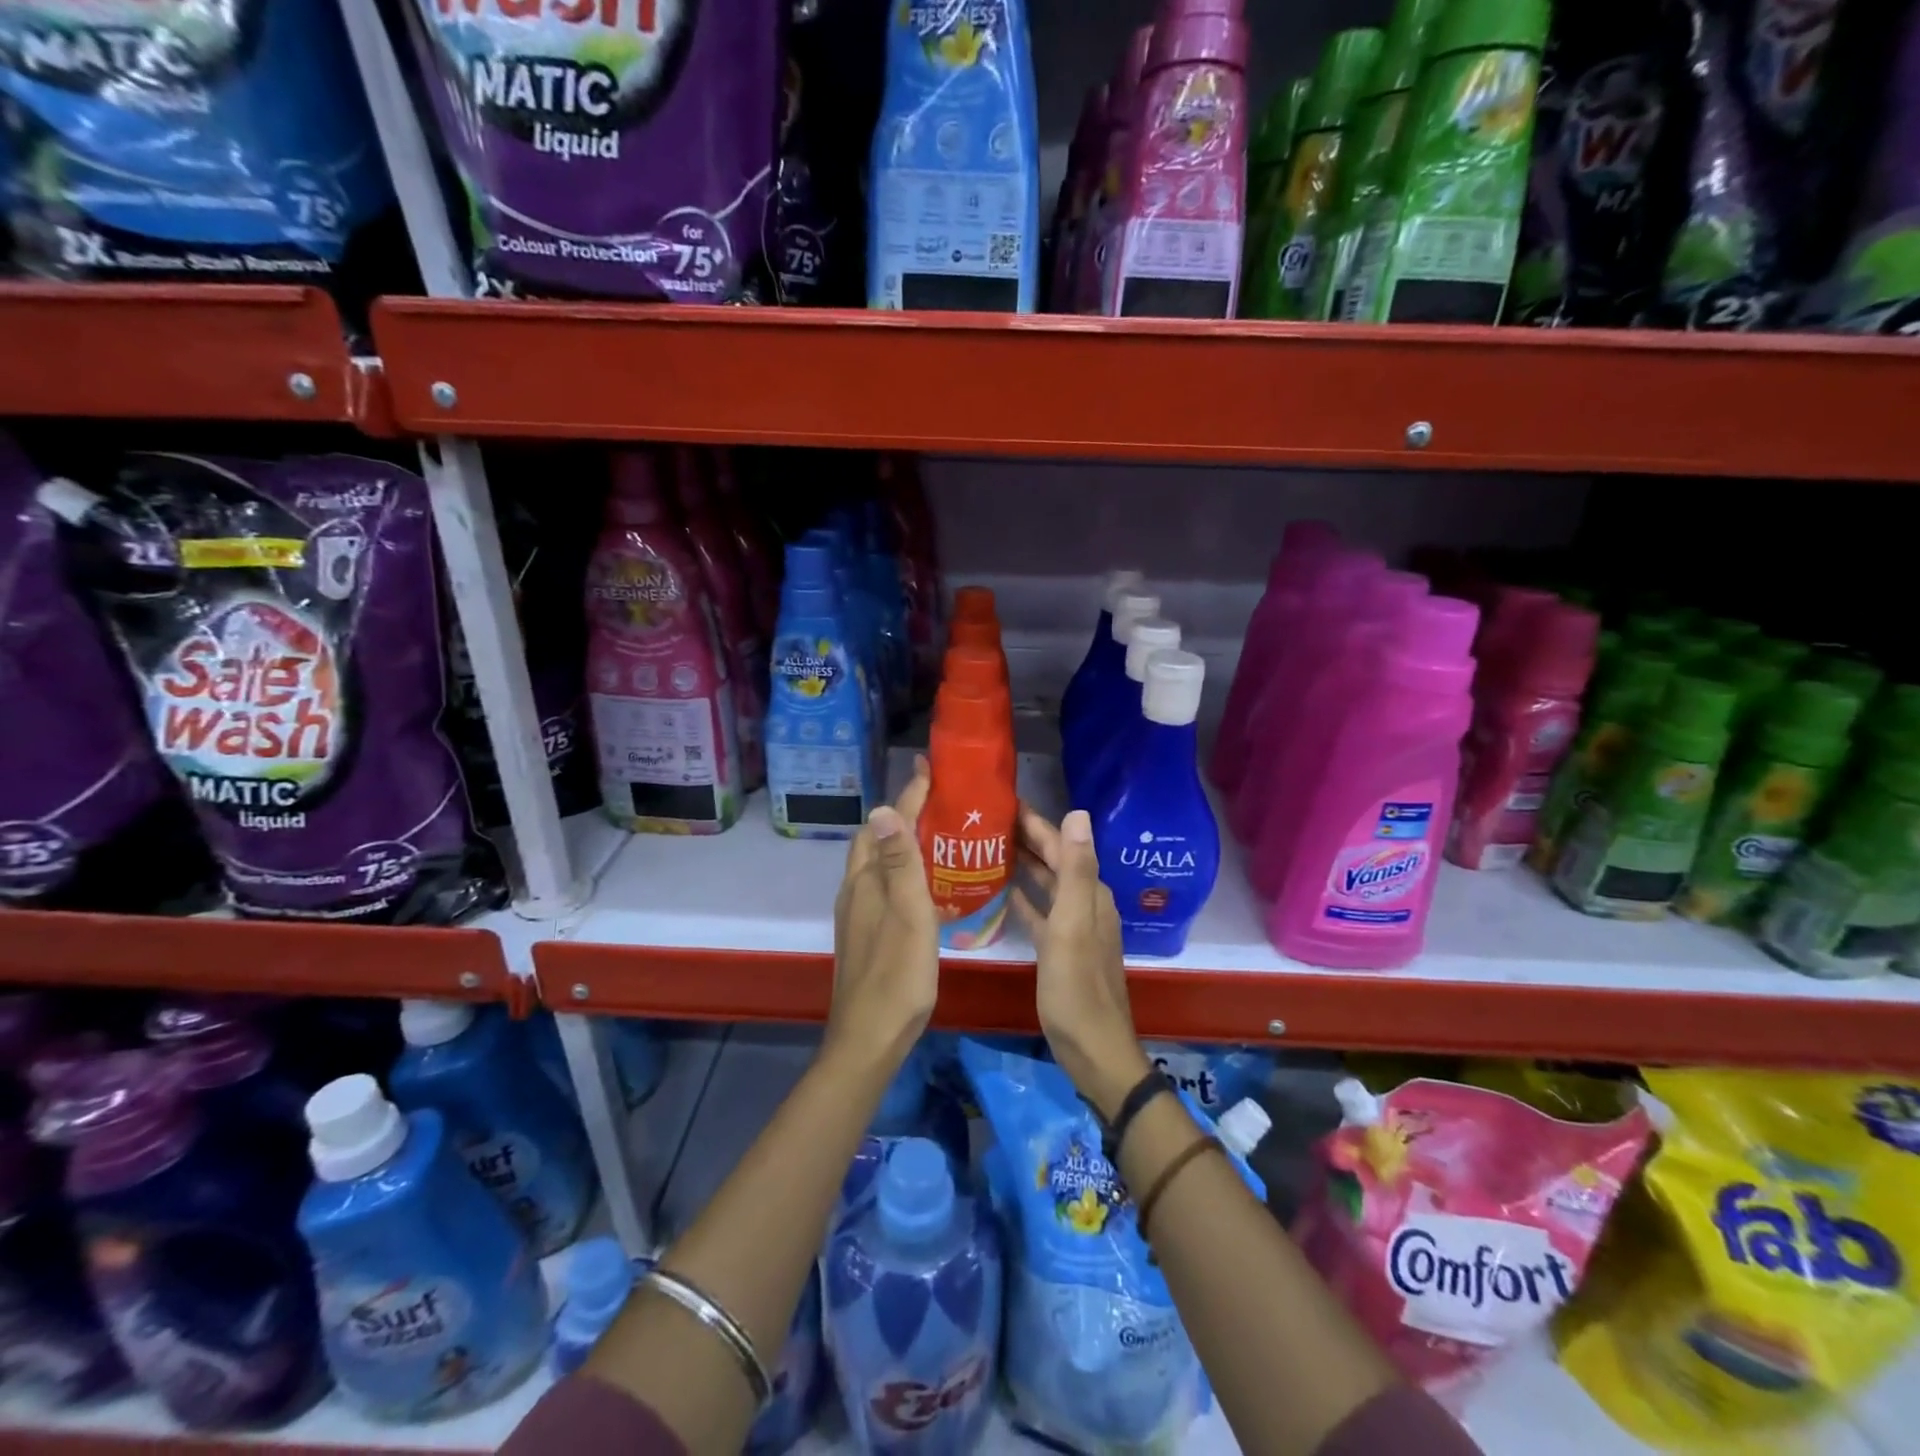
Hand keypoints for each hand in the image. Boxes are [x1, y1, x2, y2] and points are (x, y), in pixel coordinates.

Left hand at [827, 761, 938, 1077]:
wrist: (869, 1037)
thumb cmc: (897, 975)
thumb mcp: (907, 915)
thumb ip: (899, 864)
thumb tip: (883, 809)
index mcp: (866, 882)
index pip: (885, 826)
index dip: (907, 797)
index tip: (929, 771)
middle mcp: (855, 891)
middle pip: (874, 841)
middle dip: (901, 815)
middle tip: (937, 803)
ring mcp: (857, 915)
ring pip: (877, 864)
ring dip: (900, 843)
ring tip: (936, 837)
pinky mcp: (865, 934)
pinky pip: (882, 886)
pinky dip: (901, 871)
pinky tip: (925, 886)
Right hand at [1012, 805, 1149, 1119]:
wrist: (1093, 1050)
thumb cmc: (1077, 989)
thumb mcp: (1073, 926)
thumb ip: (1075, 870)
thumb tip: (1079, 812)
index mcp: (1089, 894)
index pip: (1061, 844)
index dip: (1035, 821)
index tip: (1003, 800)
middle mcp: (1085, 903)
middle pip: (1053, 860)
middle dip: (1025, 838)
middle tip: (985, 820)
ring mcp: (1073, 927)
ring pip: (1046, 884)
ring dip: (1023, 864)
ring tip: (988, 848)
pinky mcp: (1061, 949)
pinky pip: (1039, 912)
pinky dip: (1023, 898)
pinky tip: (1002, 892)